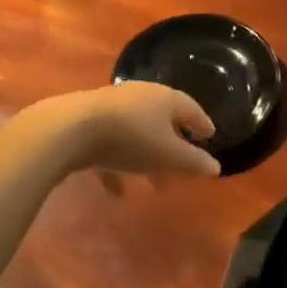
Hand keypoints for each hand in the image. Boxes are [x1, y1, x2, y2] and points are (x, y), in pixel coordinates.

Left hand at [21, 82, 220, 178]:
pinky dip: (118, 165)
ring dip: (146, 158)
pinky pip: (111, 145)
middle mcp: (140, 96)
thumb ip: (193, 162)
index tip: (210, 135)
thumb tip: (215, 167)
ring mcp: (112, 108)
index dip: (201, 123)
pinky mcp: (88, 123)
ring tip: (152, 184)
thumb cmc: (130, 138)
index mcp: (164, 98)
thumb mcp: (167, 155)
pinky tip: (117, 191)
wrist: (71, 129)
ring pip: (137, 134)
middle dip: (173, 145)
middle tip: (182, 166)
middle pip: (162, 120)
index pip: (190, 108)